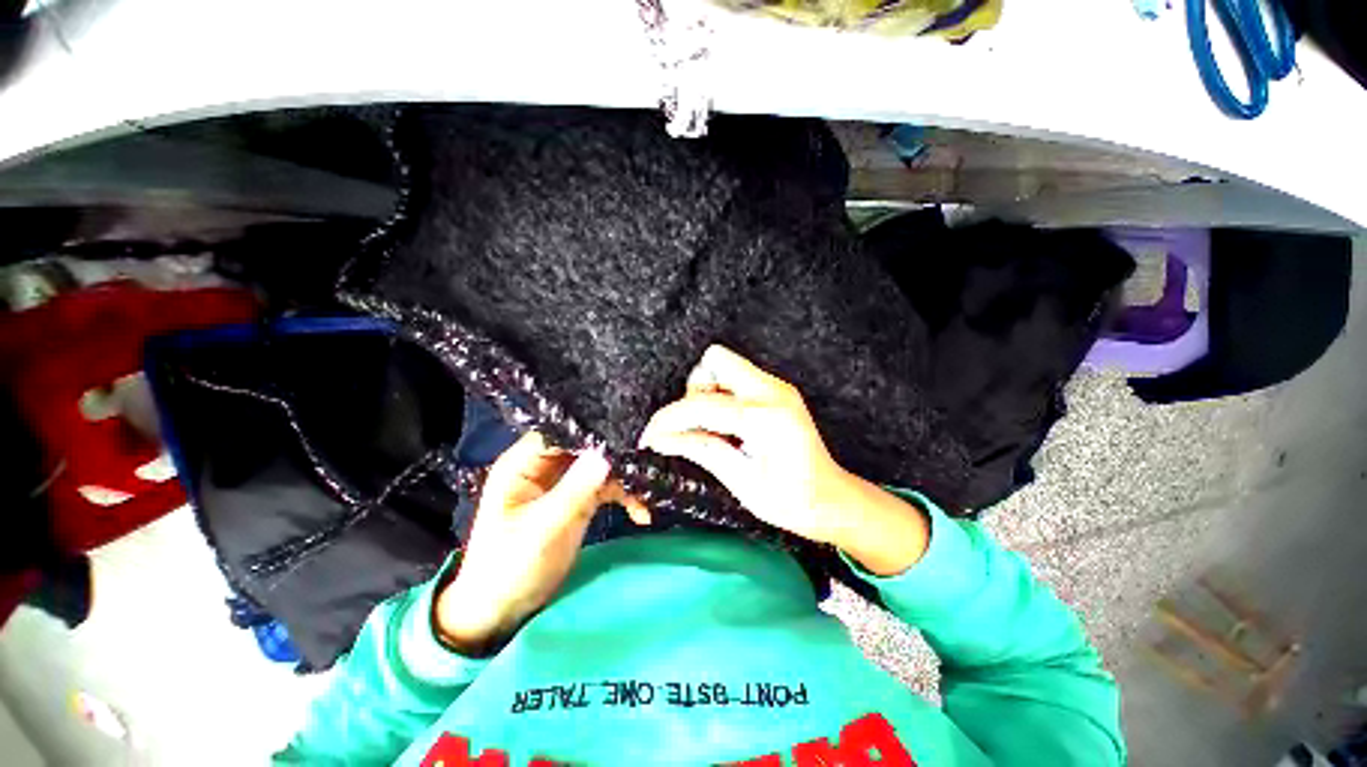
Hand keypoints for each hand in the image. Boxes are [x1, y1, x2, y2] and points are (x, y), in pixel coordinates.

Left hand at [434, 432, 625, 653]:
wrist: (504, 610)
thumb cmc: (509, 567)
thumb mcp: (542, 528)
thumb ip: (575, 490)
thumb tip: (606, 454)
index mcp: (524, 464)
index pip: (560, 431)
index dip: (589, 429)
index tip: (623, 433)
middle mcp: (545, 466)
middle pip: (585, 446)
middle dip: (614, 454)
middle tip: (643, 462)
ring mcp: (564, 482)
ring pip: (600, 466)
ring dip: (624, 479)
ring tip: (646, 493)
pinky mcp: (579, 499)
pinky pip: (607, 488)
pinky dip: (624, 497)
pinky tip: (641, 513)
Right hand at [639, 345, 929, 575]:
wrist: (831, 500)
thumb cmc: (789, 501)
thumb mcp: (740, 481)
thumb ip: (701, 450)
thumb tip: (662, 439)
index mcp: (763, 416)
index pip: (700, 404)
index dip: (668, 419)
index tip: (651, 437)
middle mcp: (771, 390)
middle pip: (715, 361)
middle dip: (694, 391)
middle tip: (696, 426)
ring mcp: (777, 387)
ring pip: (725, 365)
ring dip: (708, 392)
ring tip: (715, 428)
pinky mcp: (778, 391)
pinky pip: (738, 378)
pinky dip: (723, 395)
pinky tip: (729, 425)